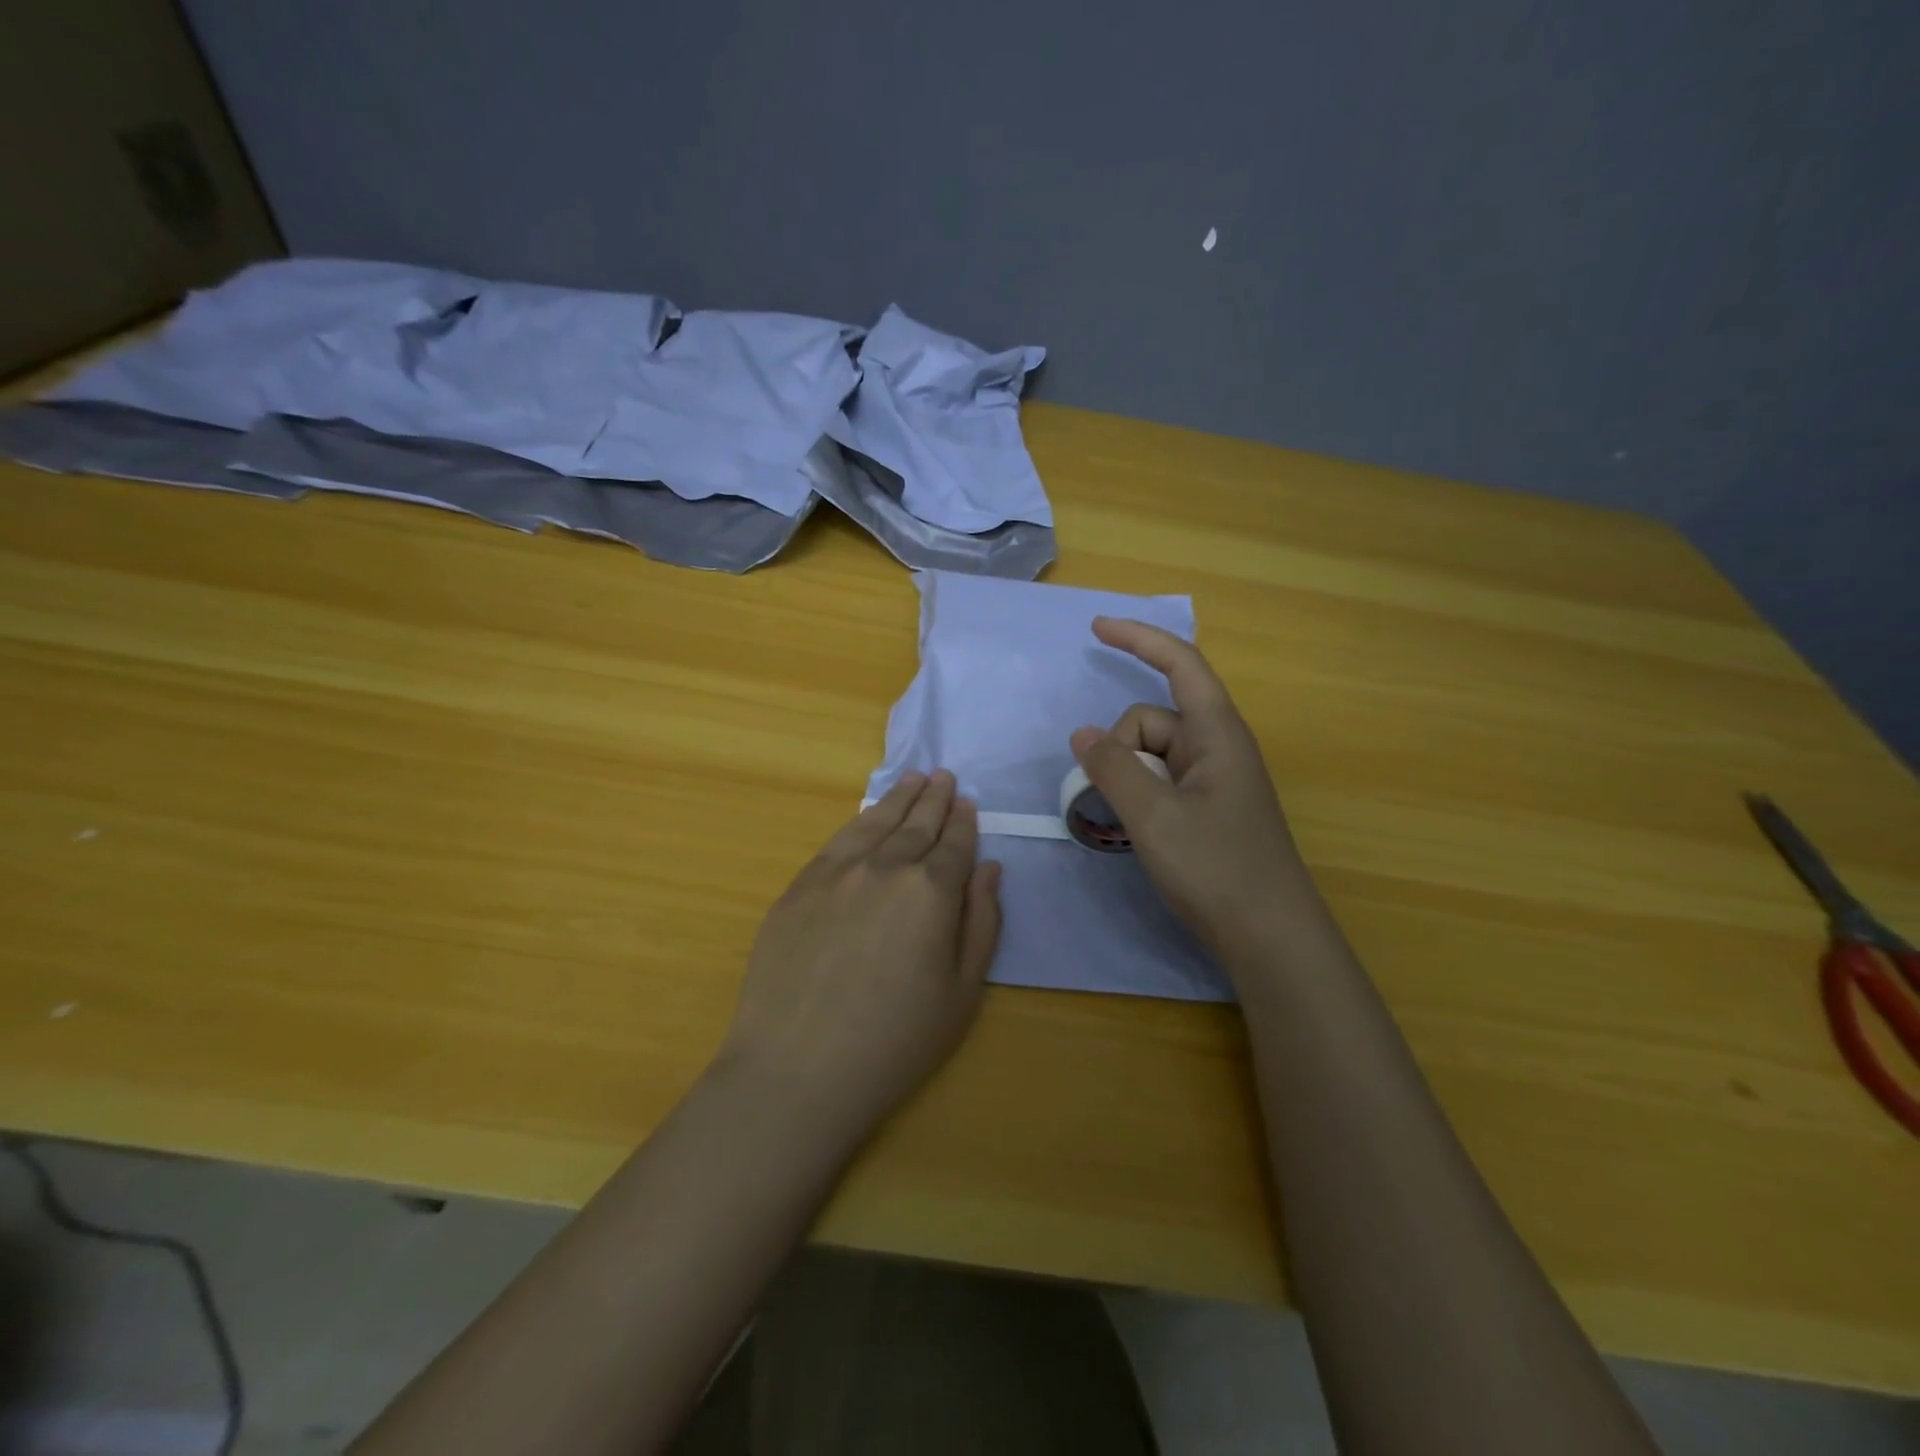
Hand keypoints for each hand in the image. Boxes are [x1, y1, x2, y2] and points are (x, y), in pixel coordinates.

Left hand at [719, 770, 1002, 1138]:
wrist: (797, 1069)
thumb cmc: (895, 1041)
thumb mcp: (961, 992)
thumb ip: (981, 922)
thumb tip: (989, 869)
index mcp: (931, 891)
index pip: (955, 844)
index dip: (964, 823)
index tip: (968, 804)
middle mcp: (885, 867)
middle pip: (916, 823)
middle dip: (935, 799)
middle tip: (944, 777)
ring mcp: (836, 872)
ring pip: (875, 822)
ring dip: (899, 798)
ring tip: (913, 778)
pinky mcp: (799, 886)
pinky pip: (837, 841)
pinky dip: (859, 820)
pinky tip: (867, 816)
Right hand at [1070, 617, 1309, 957]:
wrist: (1270, 937)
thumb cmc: (1217, 869)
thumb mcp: (1154, 816)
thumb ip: (1113, 769)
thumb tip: (1083, 734)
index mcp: (1216, 732)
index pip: (1179, 663)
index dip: (1139, 639)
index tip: (1096, 629)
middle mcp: (1216, 748)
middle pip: (1151, 720)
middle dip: (1118, 748)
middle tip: (1108, 798)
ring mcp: (1212, 780)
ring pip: (1150, 755)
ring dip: (1124, 776)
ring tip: (1122, 823)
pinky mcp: (1207, 809)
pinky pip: (1160, 782)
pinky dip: (1138, 794)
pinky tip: (1134, 829)